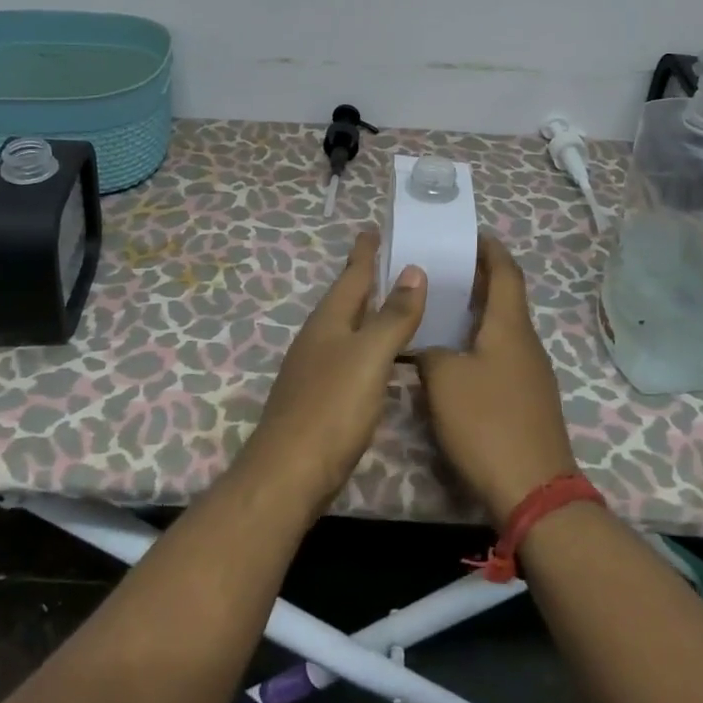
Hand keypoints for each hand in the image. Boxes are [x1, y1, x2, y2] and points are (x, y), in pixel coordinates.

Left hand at [234, 230, 425, 516]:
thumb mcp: (370, 356)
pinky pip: (348, 356)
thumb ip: (393, 315)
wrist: (289, 473)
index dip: (365, 253)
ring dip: (367, 312)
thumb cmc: (332, 407)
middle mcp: (318, 338)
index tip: (373, 229)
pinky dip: (367, 345)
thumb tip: (413, 270)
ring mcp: (315, 368)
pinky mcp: (319, 397)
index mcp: (329, 321)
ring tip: (392, 303)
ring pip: (346, 328)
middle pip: (346, 299)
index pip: (351, 276)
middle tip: (391, 260)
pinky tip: (381, 358)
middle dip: (365, 279)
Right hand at [416, 236, 579, 525]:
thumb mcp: (444, 379)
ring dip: (478, 314)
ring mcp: (531, 374)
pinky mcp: (527, 401)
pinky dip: (480, 344)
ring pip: (503, 329)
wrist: (533, 490)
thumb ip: (429, 352)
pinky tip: (455, 358)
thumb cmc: (487, 422)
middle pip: (506, 299)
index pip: (506, 272)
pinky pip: (502, 356)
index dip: (490, 250)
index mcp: (510, 326)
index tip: (470, 235)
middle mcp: (526, 343)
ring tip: (442, 310)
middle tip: (444, 270)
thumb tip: (426, 347)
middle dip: (479, 280)